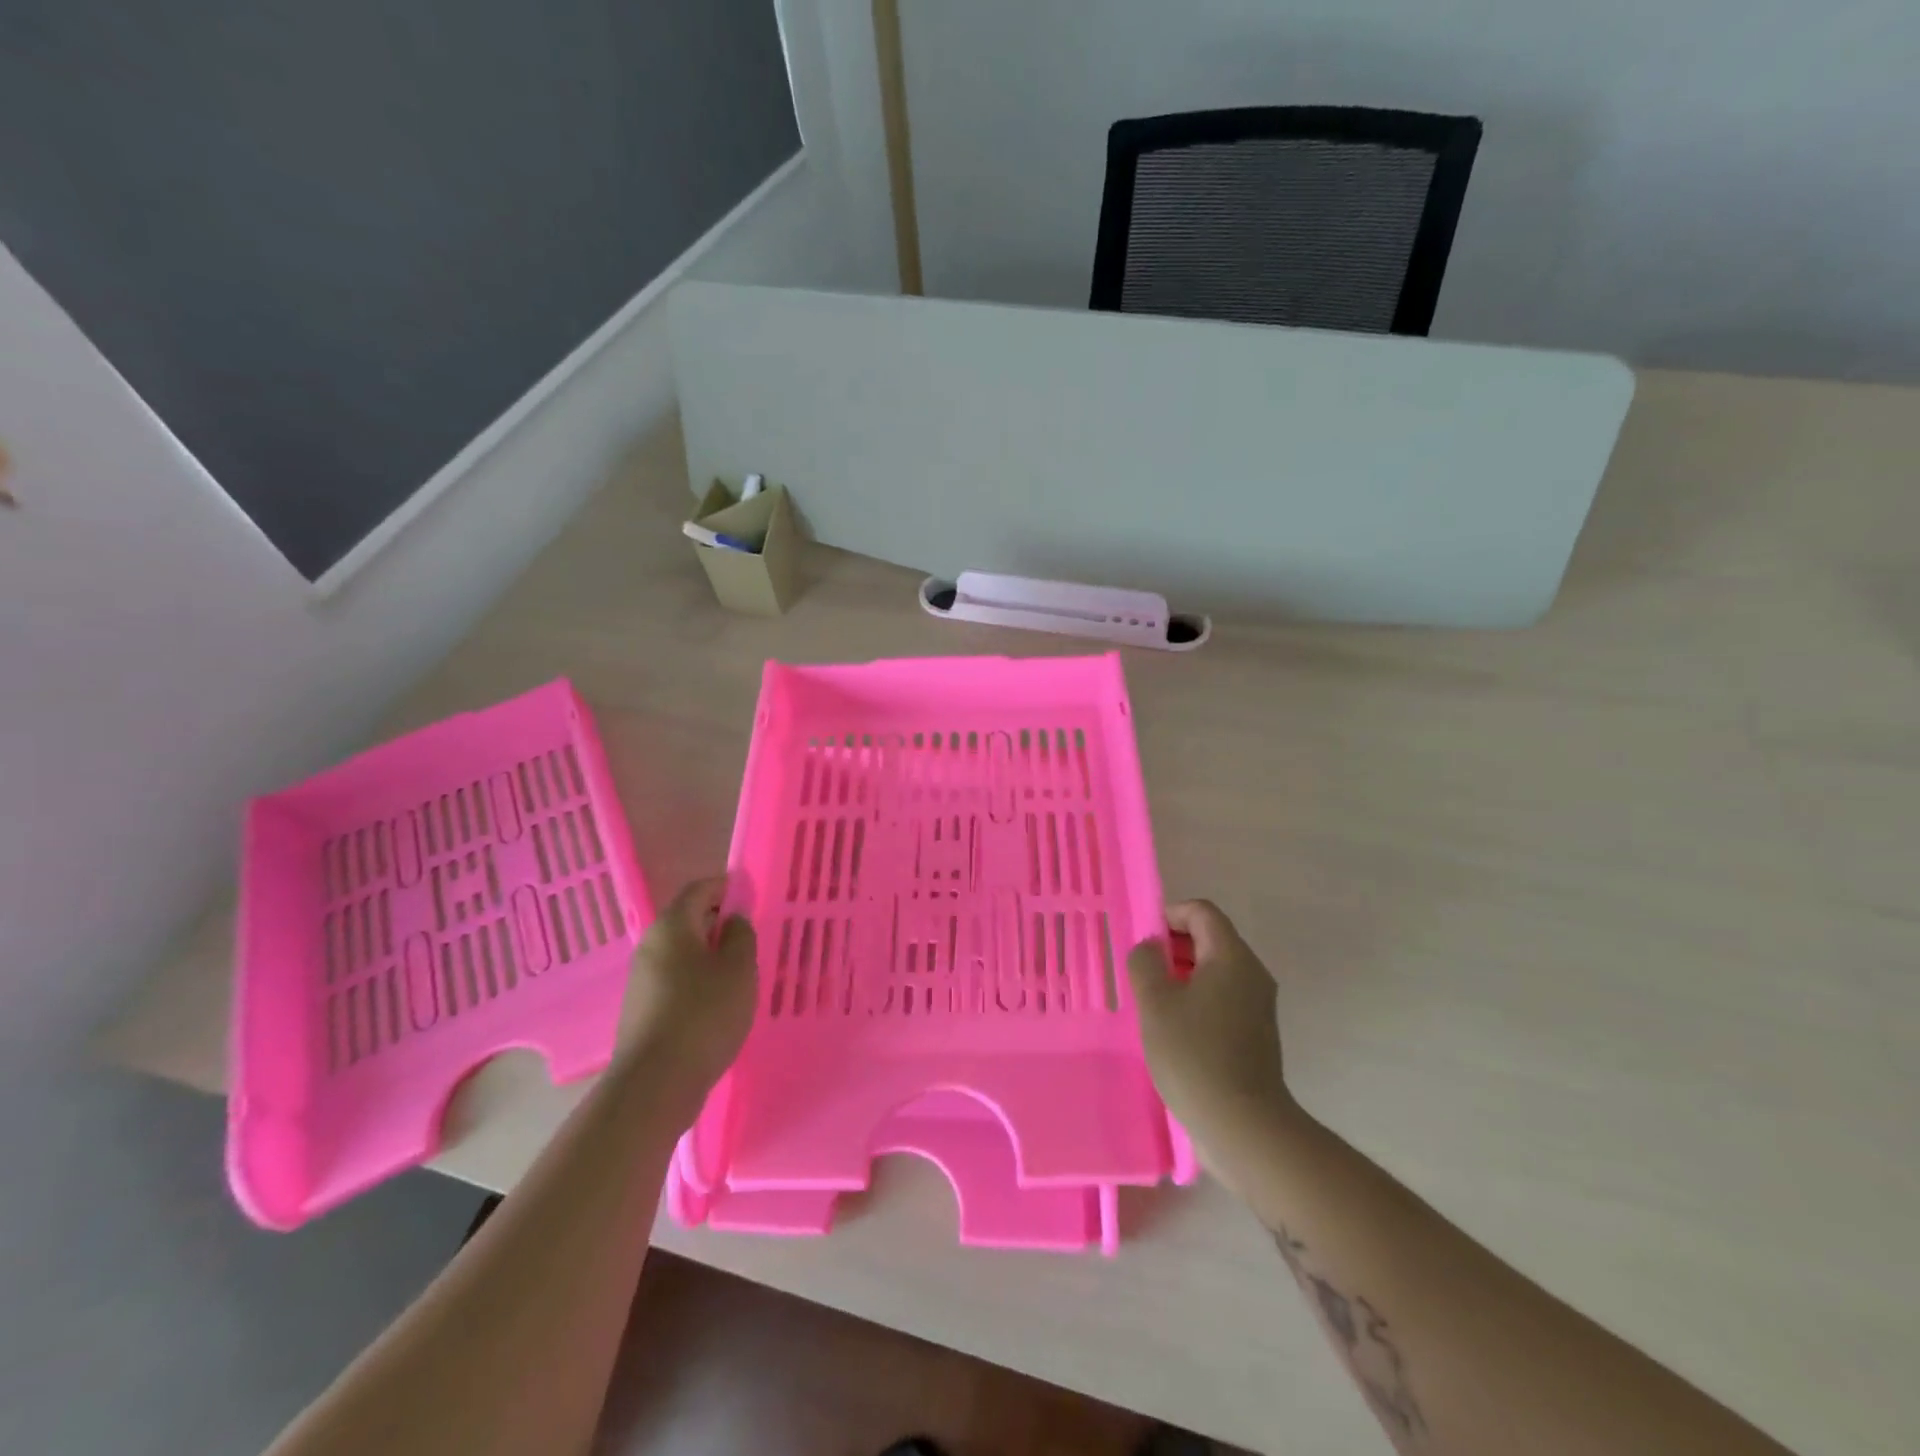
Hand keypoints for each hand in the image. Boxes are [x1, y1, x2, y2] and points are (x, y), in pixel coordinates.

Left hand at [618, 877, 757, 1098]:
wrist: (656, 1082)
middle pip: (688, 920)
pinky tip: (719, 1004)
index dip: (727, 887)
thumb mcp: (739, 968)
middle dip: (720, 923)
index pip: (699, 889)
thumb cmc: (704, 1014)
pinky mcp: (642, 1010)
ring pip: (683, 953)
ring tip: (741, 974)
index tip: (752, 897)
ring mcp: (642, 980)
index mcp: (672, 926)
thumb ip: (740, 935)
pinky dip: (698, 981)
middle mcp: (651, 945)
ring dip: (710, 956)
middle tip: (752, 938)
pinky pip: (676, 980)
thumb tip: (732, 920)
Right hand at [1128, 900, 1294, 1172]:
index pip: (1202, 912)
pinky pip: (1223, 998)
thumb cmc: (1194, 1054)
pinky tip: (1173, 1028)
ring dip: (1182, 975)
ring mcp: (1258, 1005)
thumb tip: (1150, 949)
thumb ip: (1145, 963)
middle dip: (1173, 946)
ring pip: (1216, 971)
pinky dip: (1196, 999)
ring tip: (1152, 1001)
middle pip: (1211, 938)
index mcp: (1231, 957)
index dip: (1169, 915)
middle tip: (1141, 971)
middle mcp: (1252, 974)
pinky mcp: (1256, 1033)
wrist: (1243, 1126)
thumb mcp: (1155, 1003)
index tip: (1143, 941)